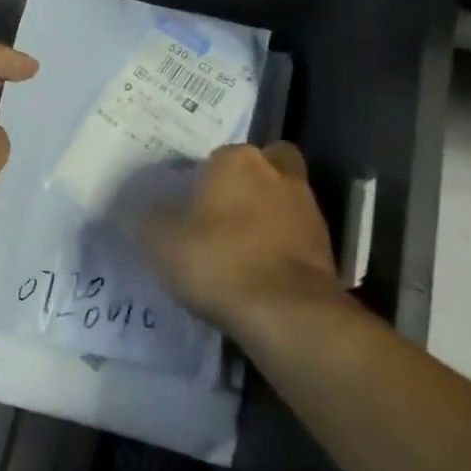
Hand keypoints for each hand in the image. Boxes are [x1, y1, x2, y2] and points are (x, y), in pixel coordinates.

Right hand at [138, 141, 342, 333]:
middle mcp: (277, 172)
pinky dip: (281, 246)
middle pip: (262, 166)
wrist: (287, 312)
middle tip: (221, 214)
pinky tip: (260, 271)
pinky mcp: (326, 244)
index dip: (202, 181)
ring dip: (266, 216)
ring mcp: (307, 207)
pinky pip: (295, 235)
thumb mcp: (160, 241)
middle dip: (247, 184)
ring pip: (282, 199)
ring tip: (240, 249)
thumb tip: (144, 209)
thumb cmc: (218, 261)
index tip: (188, 206)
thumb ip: (149, 218)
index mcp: (236, 160)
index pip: (215, 157)